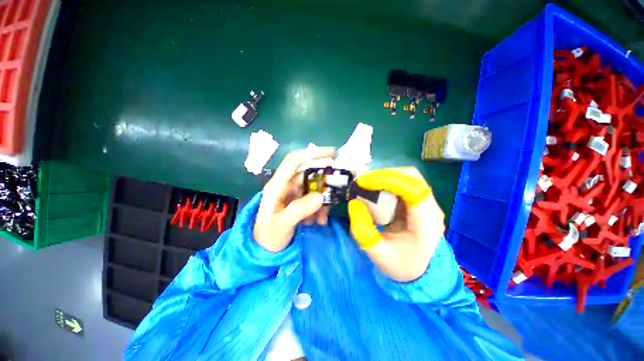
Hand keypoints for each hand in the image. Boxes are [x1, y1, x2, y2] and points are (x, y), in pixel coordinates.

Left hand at [254, 147, 335, 252]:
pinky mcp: (299, 202)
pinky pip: (314, 199)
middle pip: (308, 175)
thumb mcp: (282, 224)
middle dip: (324, 181)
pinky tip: (319, 221)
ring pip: (314, 189)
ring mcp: (293, 194)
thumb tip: (320, 196)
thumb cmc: (268, 236)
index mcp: (276, 186)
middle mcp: (285, 186)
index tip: (332, 153)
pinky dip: (320, 208)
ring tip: (322, 218)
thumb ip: (300, 209)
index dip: (311, 153)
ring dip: (322, 201)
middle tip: (338, 186)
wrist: (265, 250)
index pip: (293, 161)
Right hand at [348, 168, 444, 281]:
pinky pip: (403, 183)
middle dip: (383, 175)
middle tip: (362, 183)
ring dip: (384, 177)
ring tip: (366, 186)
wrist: (420, 272)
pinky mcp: (418, 201)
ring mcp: (426, 203)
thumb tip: (354, 203)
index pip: (412, 189)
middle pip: (411, 176)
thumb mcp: (377, 253)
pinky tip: (375, 191)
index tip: (364, 182)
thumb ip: (362, 230)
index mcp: (426, 223)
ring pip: (407, 177)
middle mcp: (431, 208)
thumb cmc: (400, 264)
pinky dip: (387, 183)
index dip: (387, 179)